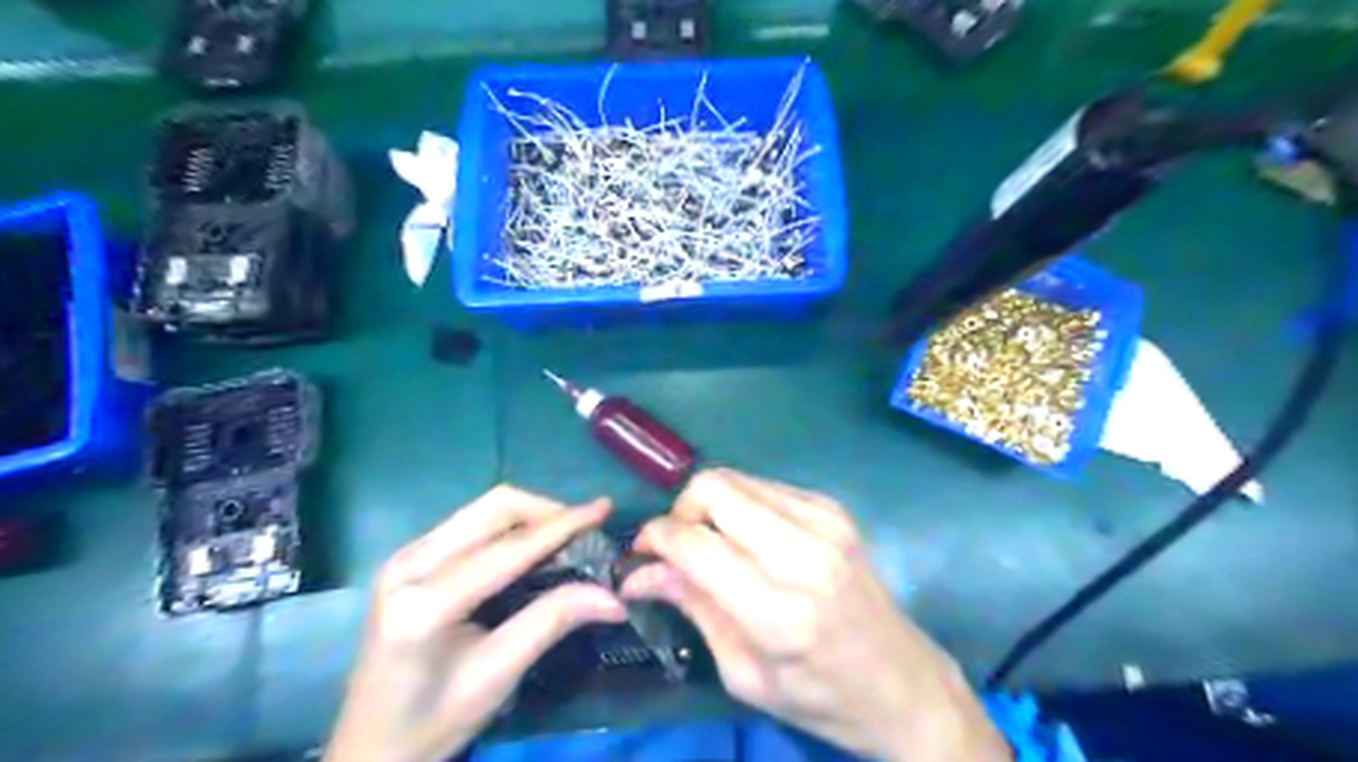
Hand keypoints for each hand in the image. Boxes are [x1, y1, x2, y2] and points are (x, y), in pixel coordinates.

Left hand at [325, 487, 627, 761]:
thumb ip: (552, 622)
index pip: (509, 549)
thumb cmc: (432, 723)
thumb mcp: (497, 676)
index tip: (604, 507)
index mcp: (424, 604)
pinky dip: (507, 525)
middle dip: (547, 511)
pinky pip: (468, 522)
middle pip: (493, 509)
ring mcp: (403, 556)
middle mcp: (408, 565)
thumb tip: (614, 596)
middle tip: (587, 528)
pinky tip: (528, 545)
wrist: (367, 750)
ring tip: (565, 534)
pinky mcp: (406, 558)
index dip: (563, 525)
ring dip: (529, 514)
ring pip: (481, 509)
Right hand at [620, 469, 1012, 761]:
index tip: (641, 554)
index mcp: (778, 610)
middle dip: (681, 511)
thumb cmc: (821, 697)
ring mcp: (825, 521)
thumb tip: (637, 572)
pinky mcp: (835, 508)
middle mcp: (804, 551)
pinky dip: (742, 505)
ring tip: (712, 543)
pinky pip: (764, 485)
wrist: (906, 684)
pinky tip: (748, 538)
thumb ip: (692, 607)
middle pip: (713, 487)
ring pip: (736, 478)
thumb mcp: (744, 673)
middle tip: (679, 547)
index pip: (694, 542)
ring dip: (710, 505)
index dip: (654, 538)